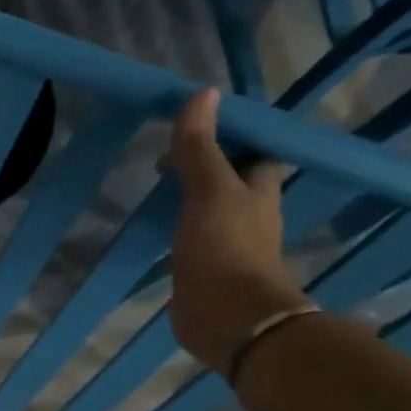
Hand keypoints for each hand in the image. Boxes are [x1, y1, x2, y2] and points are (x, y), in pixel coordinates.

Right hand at [166, 88, 311, 375]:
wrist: (227, 316)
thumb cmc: (225, 247)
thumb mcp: (209, 189)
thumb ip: (201, 147)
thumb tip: (202, 94)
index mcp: (259, 188)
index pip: (250, 150)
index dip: (228, 135)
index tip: (192, 125)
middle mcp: (247, 213)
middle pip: (228, 179)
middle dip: (201, 165)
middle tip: (162, 156)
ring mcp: (226, 243)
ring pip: (207, 208)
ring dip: (186, 196)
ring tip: (152, 185)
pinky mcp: (204, 268)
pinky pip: (190, 237)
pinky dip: (174, 226)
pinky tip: (152, 225)